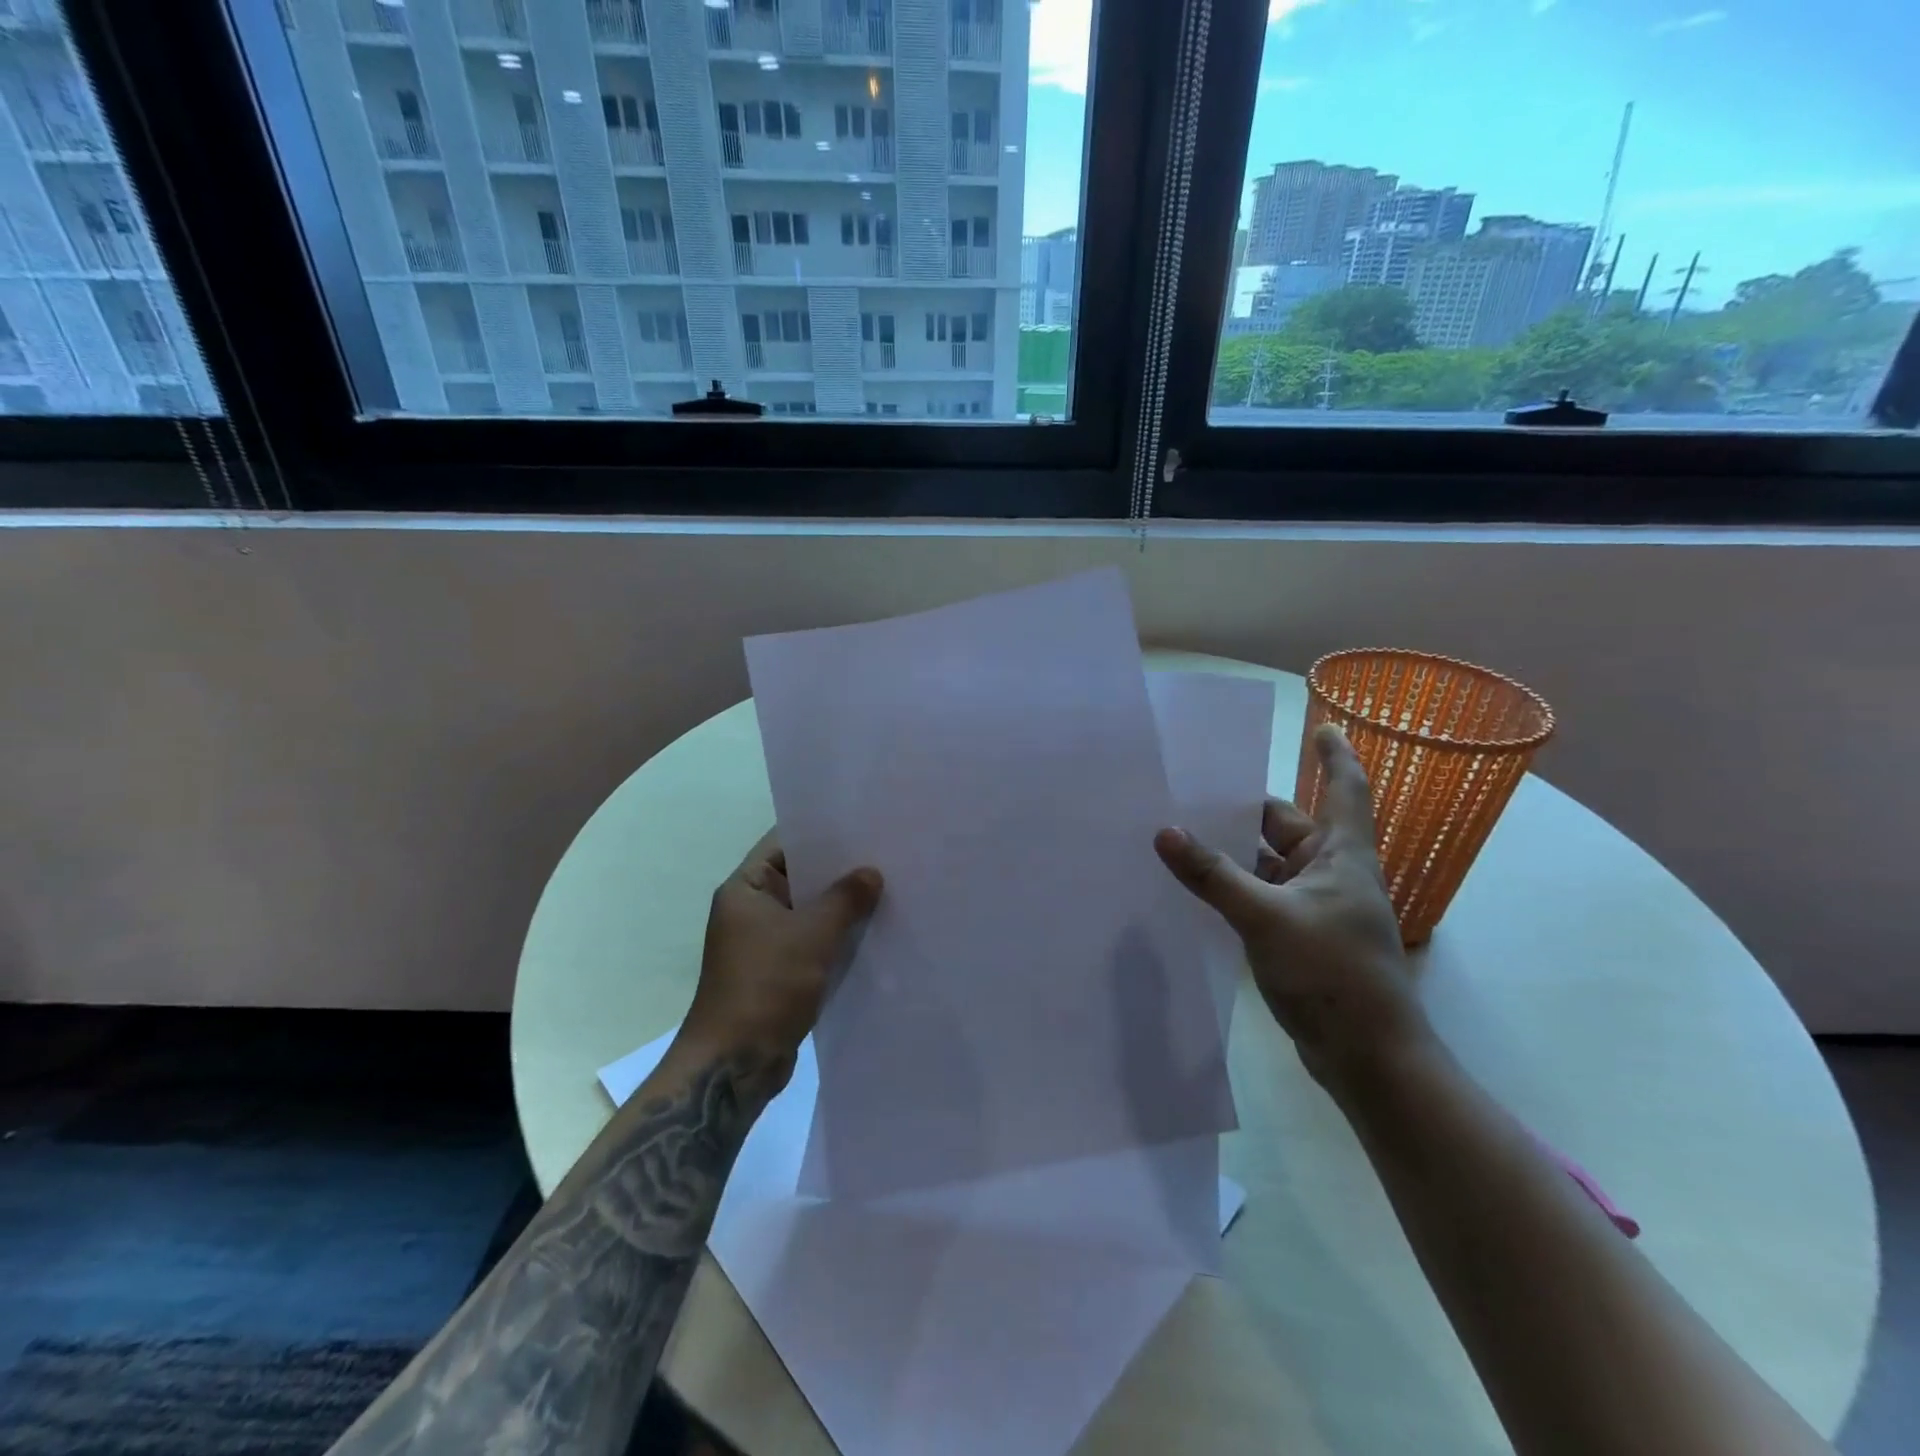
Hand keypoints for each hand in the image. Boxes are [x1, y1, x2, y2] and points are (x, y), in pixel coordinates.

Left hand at [679, 830, 882, 1087]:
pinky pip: (813, 942)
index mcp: (745, 889)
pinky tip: (875, 930)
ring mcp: (765, 942)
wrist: (735, 1064)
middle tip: (886, 854)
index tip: (861, 823)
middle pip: (800, 877)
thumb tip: (872, 872)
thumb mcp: (812, 935)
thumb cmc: (766, 985)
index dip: (820, 832)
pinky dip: (838, 936)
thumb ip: (845, 898)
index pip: (784, 843)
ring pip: (810, 912)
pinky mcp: (780, 972)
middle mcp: (751, 910)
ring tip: (889, 888)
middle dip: (840, 870)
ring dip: (842, 906)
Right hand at [1154, 723, 1433, 1092]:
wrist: (1367, 1057)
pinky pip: (1258, 896)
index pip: (1344, 789)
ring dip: (1232, 852)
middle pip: (1286, 825)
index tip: (1321, 724)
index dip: (1335, 755)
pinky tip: (1194, 886)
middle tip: (1192, 789)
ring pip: (1267, 863)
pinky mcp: (1297, 937)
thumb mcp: (1266, 917)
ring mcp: (1313, 908)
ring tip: (1179, 832)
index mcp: (1341, 855)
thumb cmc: (1333, 975)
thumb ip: (1213, 875)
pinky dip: (1231, 886)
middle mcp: (1330, 874)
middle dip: (1245, 808)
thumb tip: (1164, 831)